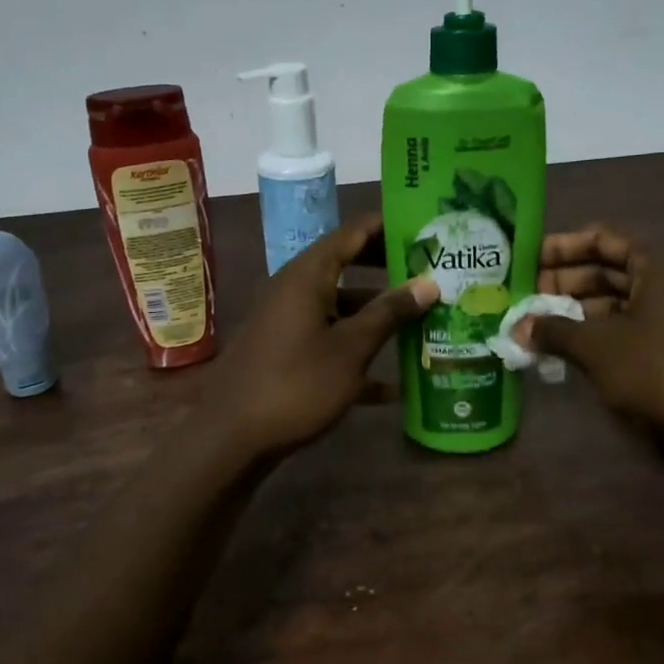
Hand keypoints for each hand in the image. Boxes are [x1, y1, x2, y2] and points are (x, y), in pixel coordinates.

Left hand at [202, 213, 438, 461]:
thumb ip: (388, 313)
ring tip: (422, 320)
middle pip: (348, 264)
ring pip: (340, 304)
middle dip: (389, 269)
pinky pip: (328, 337)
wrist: (232, 437)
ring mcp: (288, 320)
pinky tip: (392, 386)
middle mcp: (295, 288)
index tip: (428, 230)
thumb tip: (428, 283)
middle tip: (431, 272)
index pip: (354, 232)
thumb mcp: (350, 349)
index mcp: (308, 274)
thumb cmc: (296, 384)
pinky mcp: (285, 350)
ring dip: (376, 312)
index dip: (390, 226)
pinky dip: (356, 350)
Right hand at [527, 224, 663, 456]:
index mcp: (663, 260)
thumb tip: (517, 328)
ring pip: (626, 299)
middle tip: (526, 297)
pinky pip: (641, 324)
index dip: (560, 248)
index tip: (526, 261)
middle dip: (566, 282)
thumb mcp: (598, 348)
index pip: (602, 238)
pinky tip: (575, 349)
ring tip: (541, 326)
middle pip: (613, 268)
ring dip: (582, 310)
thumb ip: (554, 331)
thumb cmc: (662, 373)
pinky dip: (607, 331)